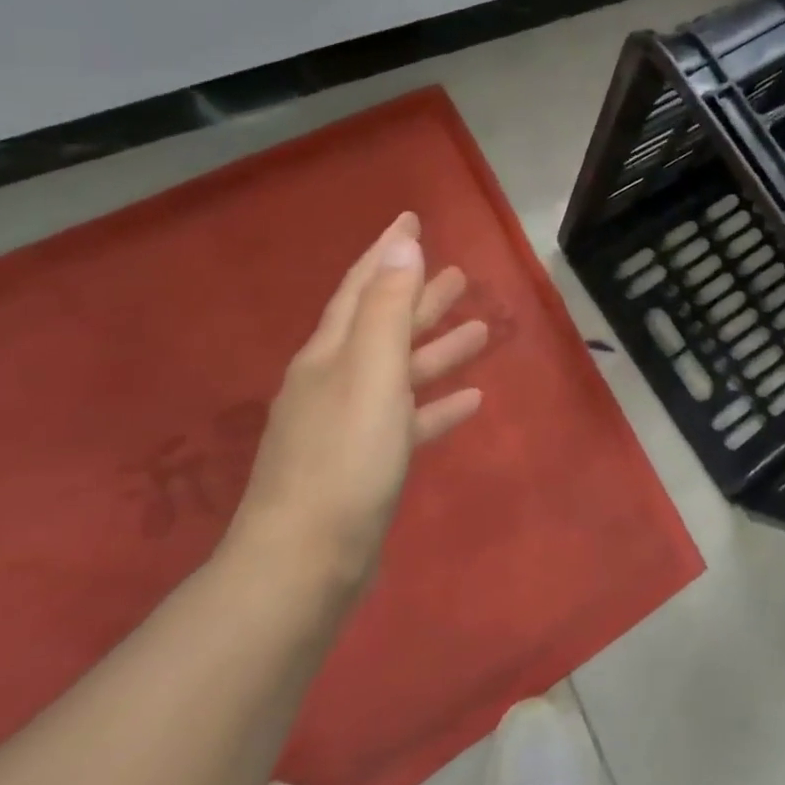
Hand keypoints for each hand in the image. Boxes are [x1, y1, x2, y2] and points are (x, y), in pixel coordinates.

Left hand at [224, 212, 488, 596]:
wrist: (304, 564)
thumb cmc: (344, 459)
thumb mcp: (370, 374)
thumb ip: (387, 310)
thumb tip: (402, 246)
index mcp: (330, 355)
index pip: (362, 287)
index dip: (388, 252)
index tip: (412, 219)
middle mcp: (335, 382)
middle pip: (383, 326)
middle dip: (420, 297)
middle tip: (460, 274)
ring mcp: (349, 425)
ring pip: (401, 372)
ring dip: (437, 349)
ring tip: (480, 331)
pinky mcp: (366, 464)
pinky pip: (408, 419)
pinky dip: (436, 404)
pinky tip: (470, 399)